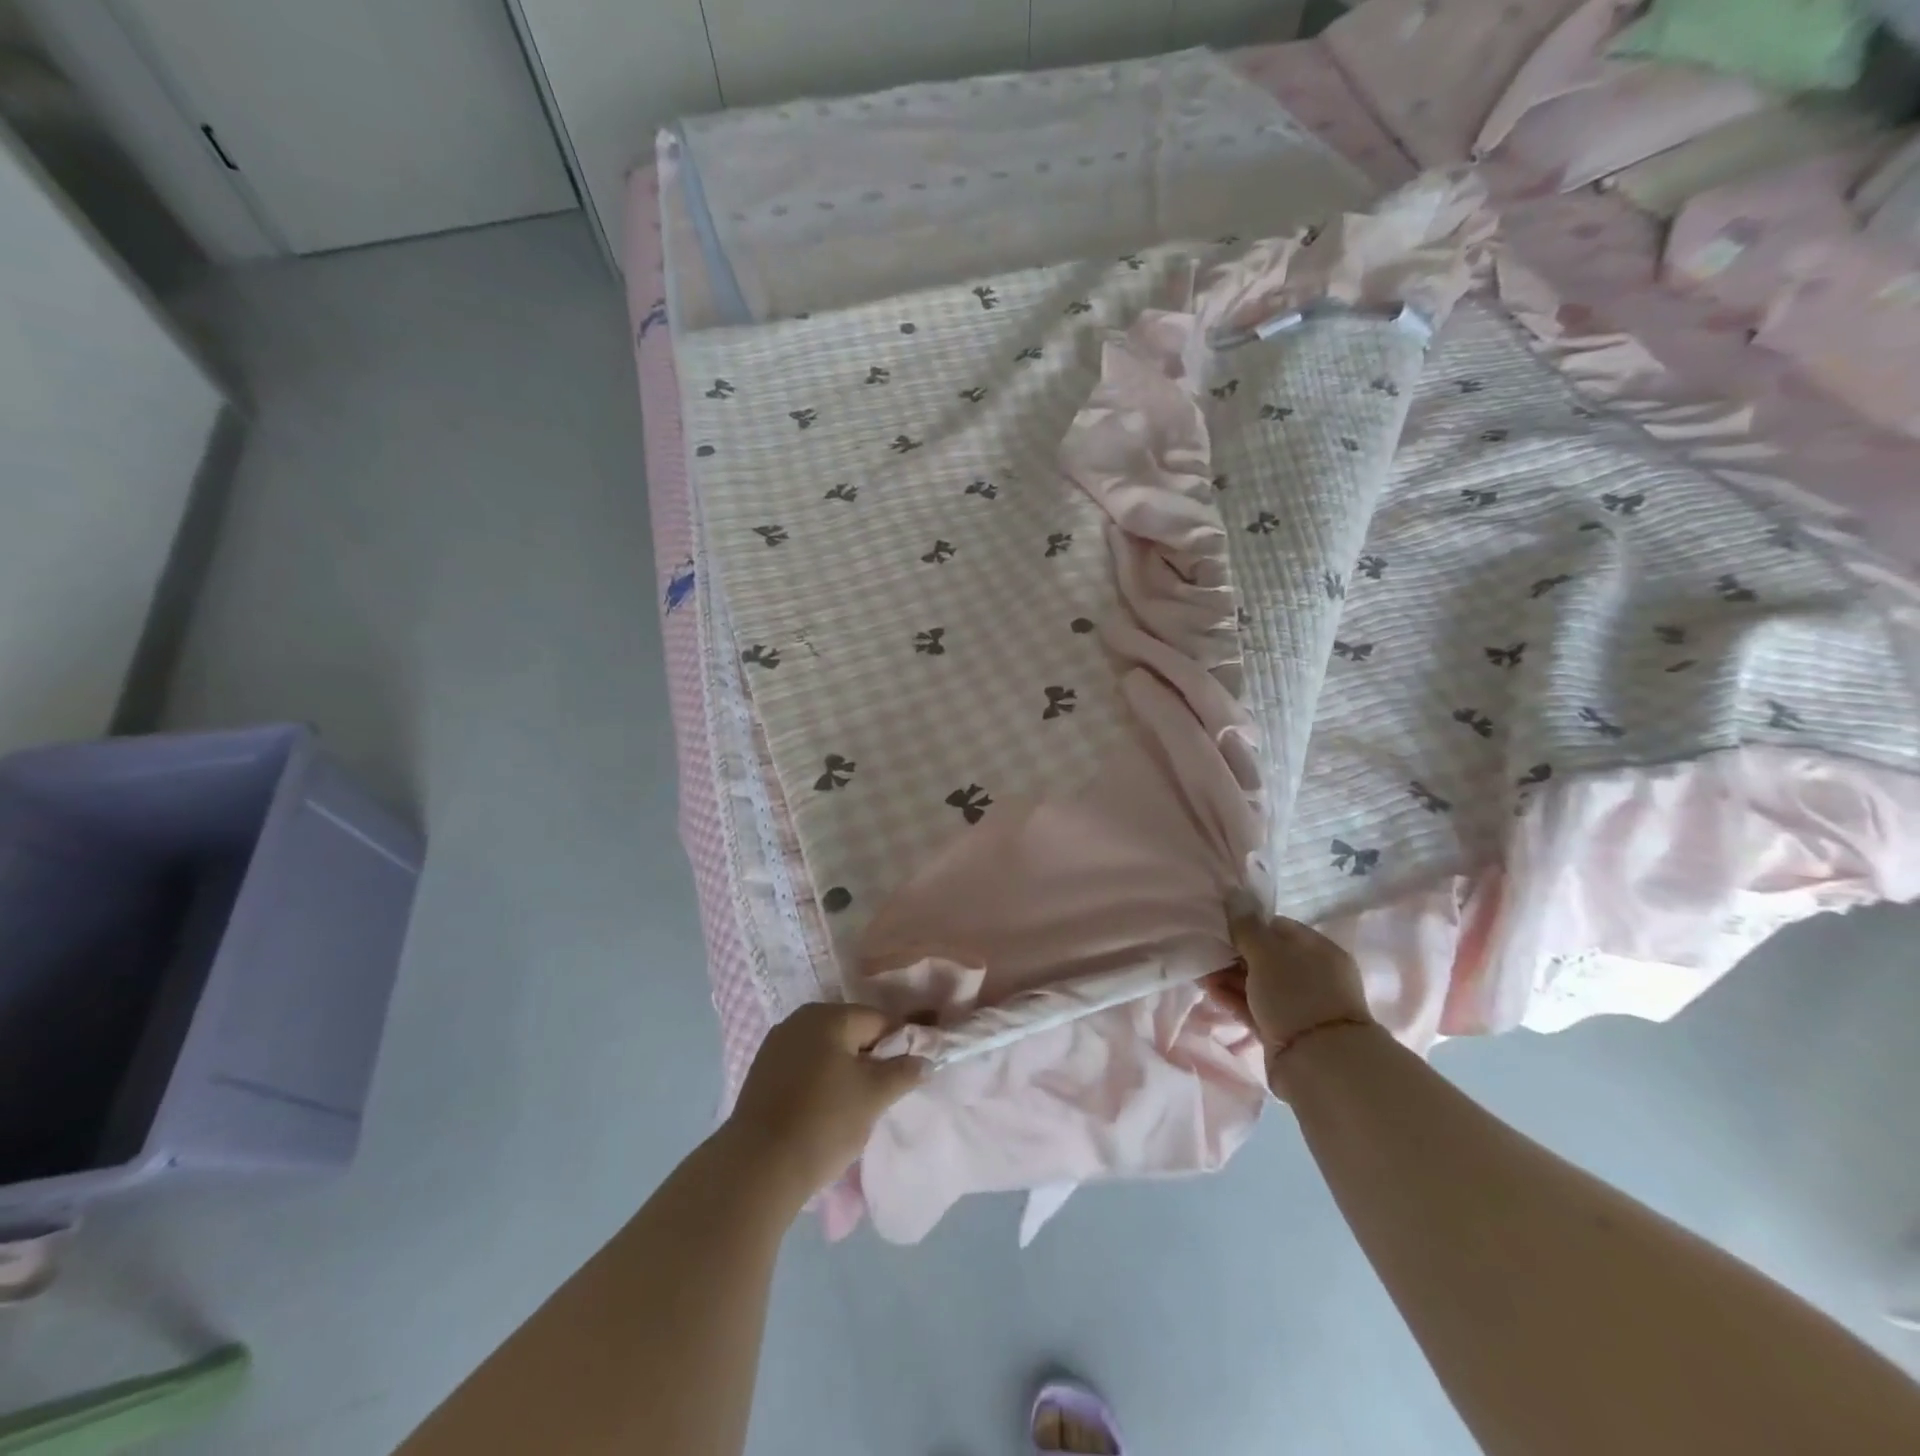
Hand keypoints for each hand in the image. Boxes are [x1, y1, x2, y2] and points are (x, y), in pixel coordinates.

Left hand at [723, 1003, 926, 1203]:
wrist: (757, 1168)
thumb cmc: (824, 1121)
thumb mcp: (874, 1096)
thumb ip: (903, 1072)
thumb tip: (925, 1060)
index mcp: (828, 1016)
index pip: (879, 1021)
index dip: (900, 1045)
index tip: (910, 1074)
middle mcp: (800, 1020)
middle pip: (851, 1033)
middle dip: (870, 1059)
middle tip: (883, 1094)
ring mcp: (776, 1045)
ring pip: (826, 1052)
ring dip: (844, 1072)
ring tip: (855, 1107)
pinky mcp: (761, 1073)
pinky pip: (804, 1068)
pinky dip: (820, 1082)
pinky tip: (824, 1111)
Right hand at [1209, 909, 1375, 1096]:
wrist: (1319, 1063)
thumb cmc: (1297, 995)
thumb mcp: (1268, 952)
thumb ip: (1247, 926)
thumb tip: (1234, 895)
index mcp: (1318, 951)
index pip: (1278, 928)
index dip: (1249, 924)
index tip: (1219, 925)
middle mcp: (1311, 976)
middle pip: (1266, 956)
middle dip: (1233, 952)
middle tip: (1203, 947)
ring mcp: (1297, 1005)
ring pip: (1256, 983)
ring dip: (1228, 975)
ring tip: (1198, 968)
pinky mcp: (1281, 1030)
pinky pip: (1252, 1006)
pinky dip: (1231, 997)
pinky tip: (1208, 988)